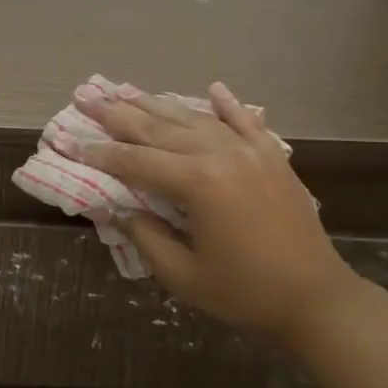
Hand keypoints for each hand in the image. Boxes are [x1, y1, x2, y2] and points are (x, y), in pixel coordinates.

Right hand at [77, 82, 361, 344]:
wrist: (317, 300)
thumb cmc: (243, 292)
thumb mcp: (181, 274)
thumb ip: (144, 235)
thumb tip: (115, 208)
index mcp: (197, 183)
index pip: (135, 162)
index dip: (99, 154)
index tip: (70, 142)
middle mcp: (221, 154)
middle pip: (158, 129)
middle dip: (117, 115)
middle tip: (86, 98)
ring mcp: (250, 151)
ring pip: (193, 119)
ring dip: (157, 104)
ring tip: (126, 90)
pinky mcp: (273, 157)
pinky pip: (245, 122)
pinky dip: (226, 105)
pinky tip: (212, 88)